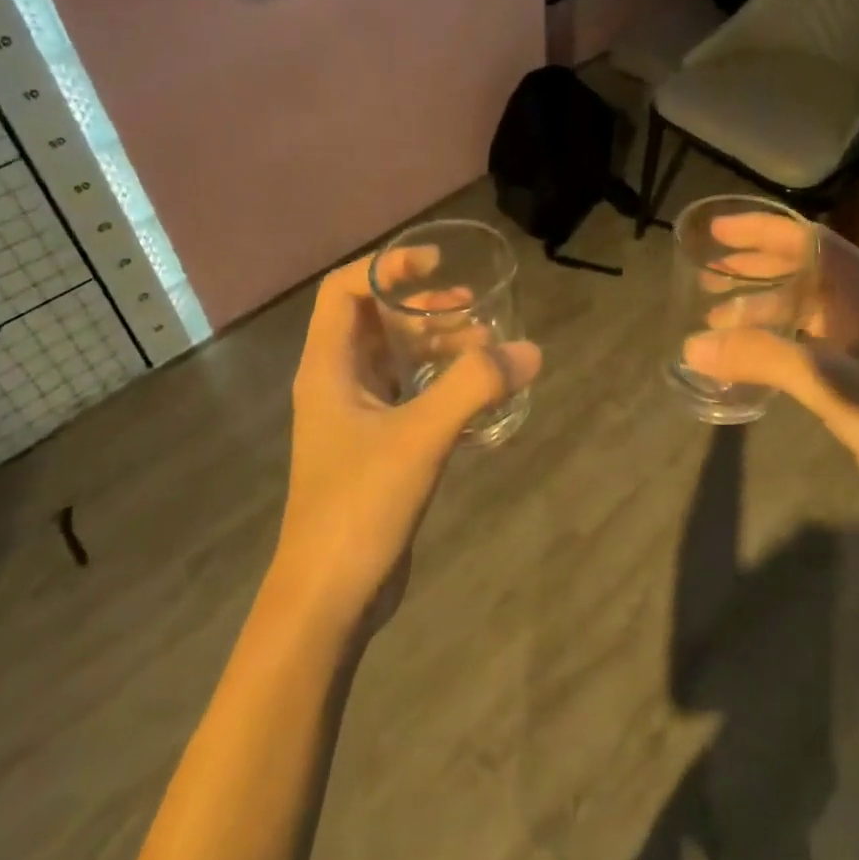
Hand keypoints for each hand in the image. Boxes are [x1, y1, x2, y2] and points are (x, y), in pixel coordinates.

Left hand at [270, 252, 541, 635]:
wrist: (330, 595)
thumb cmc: (360, 505)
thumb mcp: (421, 437)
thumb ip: (476, 388)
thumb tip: (530, 351)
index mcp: (328, 369)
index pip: (343, 292)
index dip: (386, 268)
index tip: (434, 264)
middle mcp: (337, 385)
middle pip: (376, 323)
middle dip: (423, 308)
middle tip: (474, 308)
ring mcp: (357, 420)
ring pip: (397, 362)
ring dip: (437, 348)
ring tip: (486, 347)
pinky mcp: (378, 449)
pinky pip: (411, 398)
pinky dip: (442, 386)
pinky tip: (480, 396)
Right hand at [683, 214, 858, 552]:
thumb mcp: (833, 385)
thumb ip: (763, 358)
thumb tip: (693, 345)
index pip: (810, 240)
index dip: (761, 230)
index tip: (717, 230)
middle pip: (804, 269)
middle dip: (754, 269)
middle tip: (706, 278)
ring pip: (804, 307)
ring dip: (761, 309)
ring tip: (715, 321)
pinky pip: (809, 340)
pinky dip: (775, 341)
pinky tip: (747, 359)